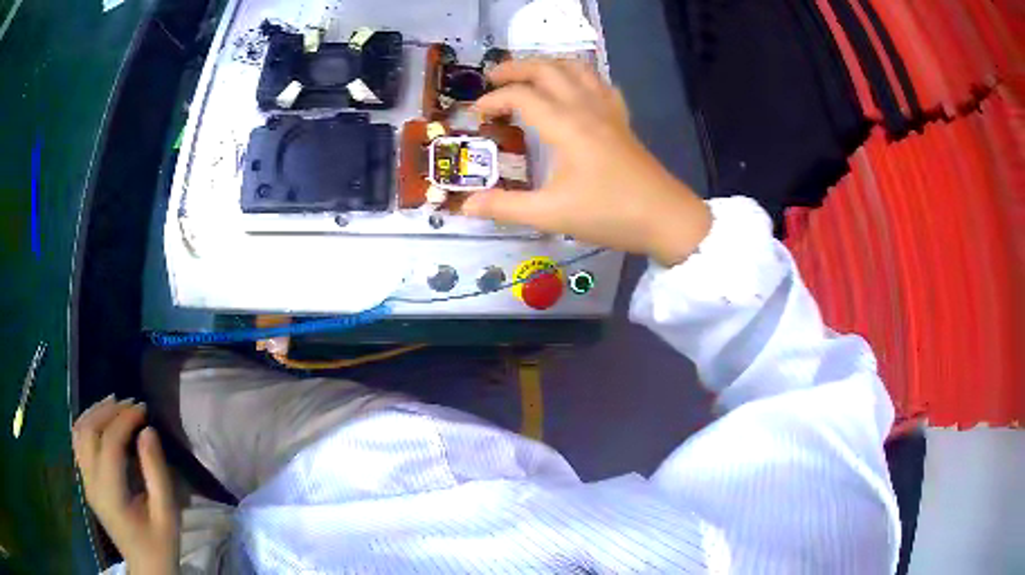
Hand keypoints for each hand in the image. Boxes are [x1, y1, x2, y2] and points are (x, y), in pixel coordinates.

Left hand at [73, 396, 179, 574]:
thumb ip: (157, 473)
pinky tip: (99, 421)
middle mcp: (91, 483)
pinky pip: (78, 443)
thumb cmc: (160, 544)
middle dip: (108, 410)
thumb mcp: (167, 514)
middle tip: (130, 403)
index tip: (143, 409)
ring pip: (79, 432)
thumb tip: (148, 431)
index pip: (109, 443)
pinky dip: (86, 424)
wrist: (146, 568)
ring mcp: (85, 482)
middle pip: (89, 431)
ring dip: (94, 412)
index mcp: (110, 494)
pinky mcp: (86, 482)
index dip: (124, 420)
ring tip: (114, 404)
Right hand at [465, 59, 712, 266]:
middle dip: (517, 68)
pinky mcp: (622, 120)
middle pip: (548, 70)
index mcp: (566, 126)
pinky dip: (580, 77)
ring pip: (577, 69)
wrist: (666, 218)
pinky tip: (574, 89)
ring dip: (549, 65)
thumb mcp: (552, 215)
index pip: (522, 96)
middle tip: (493, 78)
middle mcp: (586, 108)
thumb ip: (506, 208)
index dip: (494, 99)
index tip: (477, 113)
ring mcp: (608, 111)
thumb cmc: (610, 214)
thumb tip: (467, 206)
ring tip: (529, 75)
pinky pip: (600, 84)